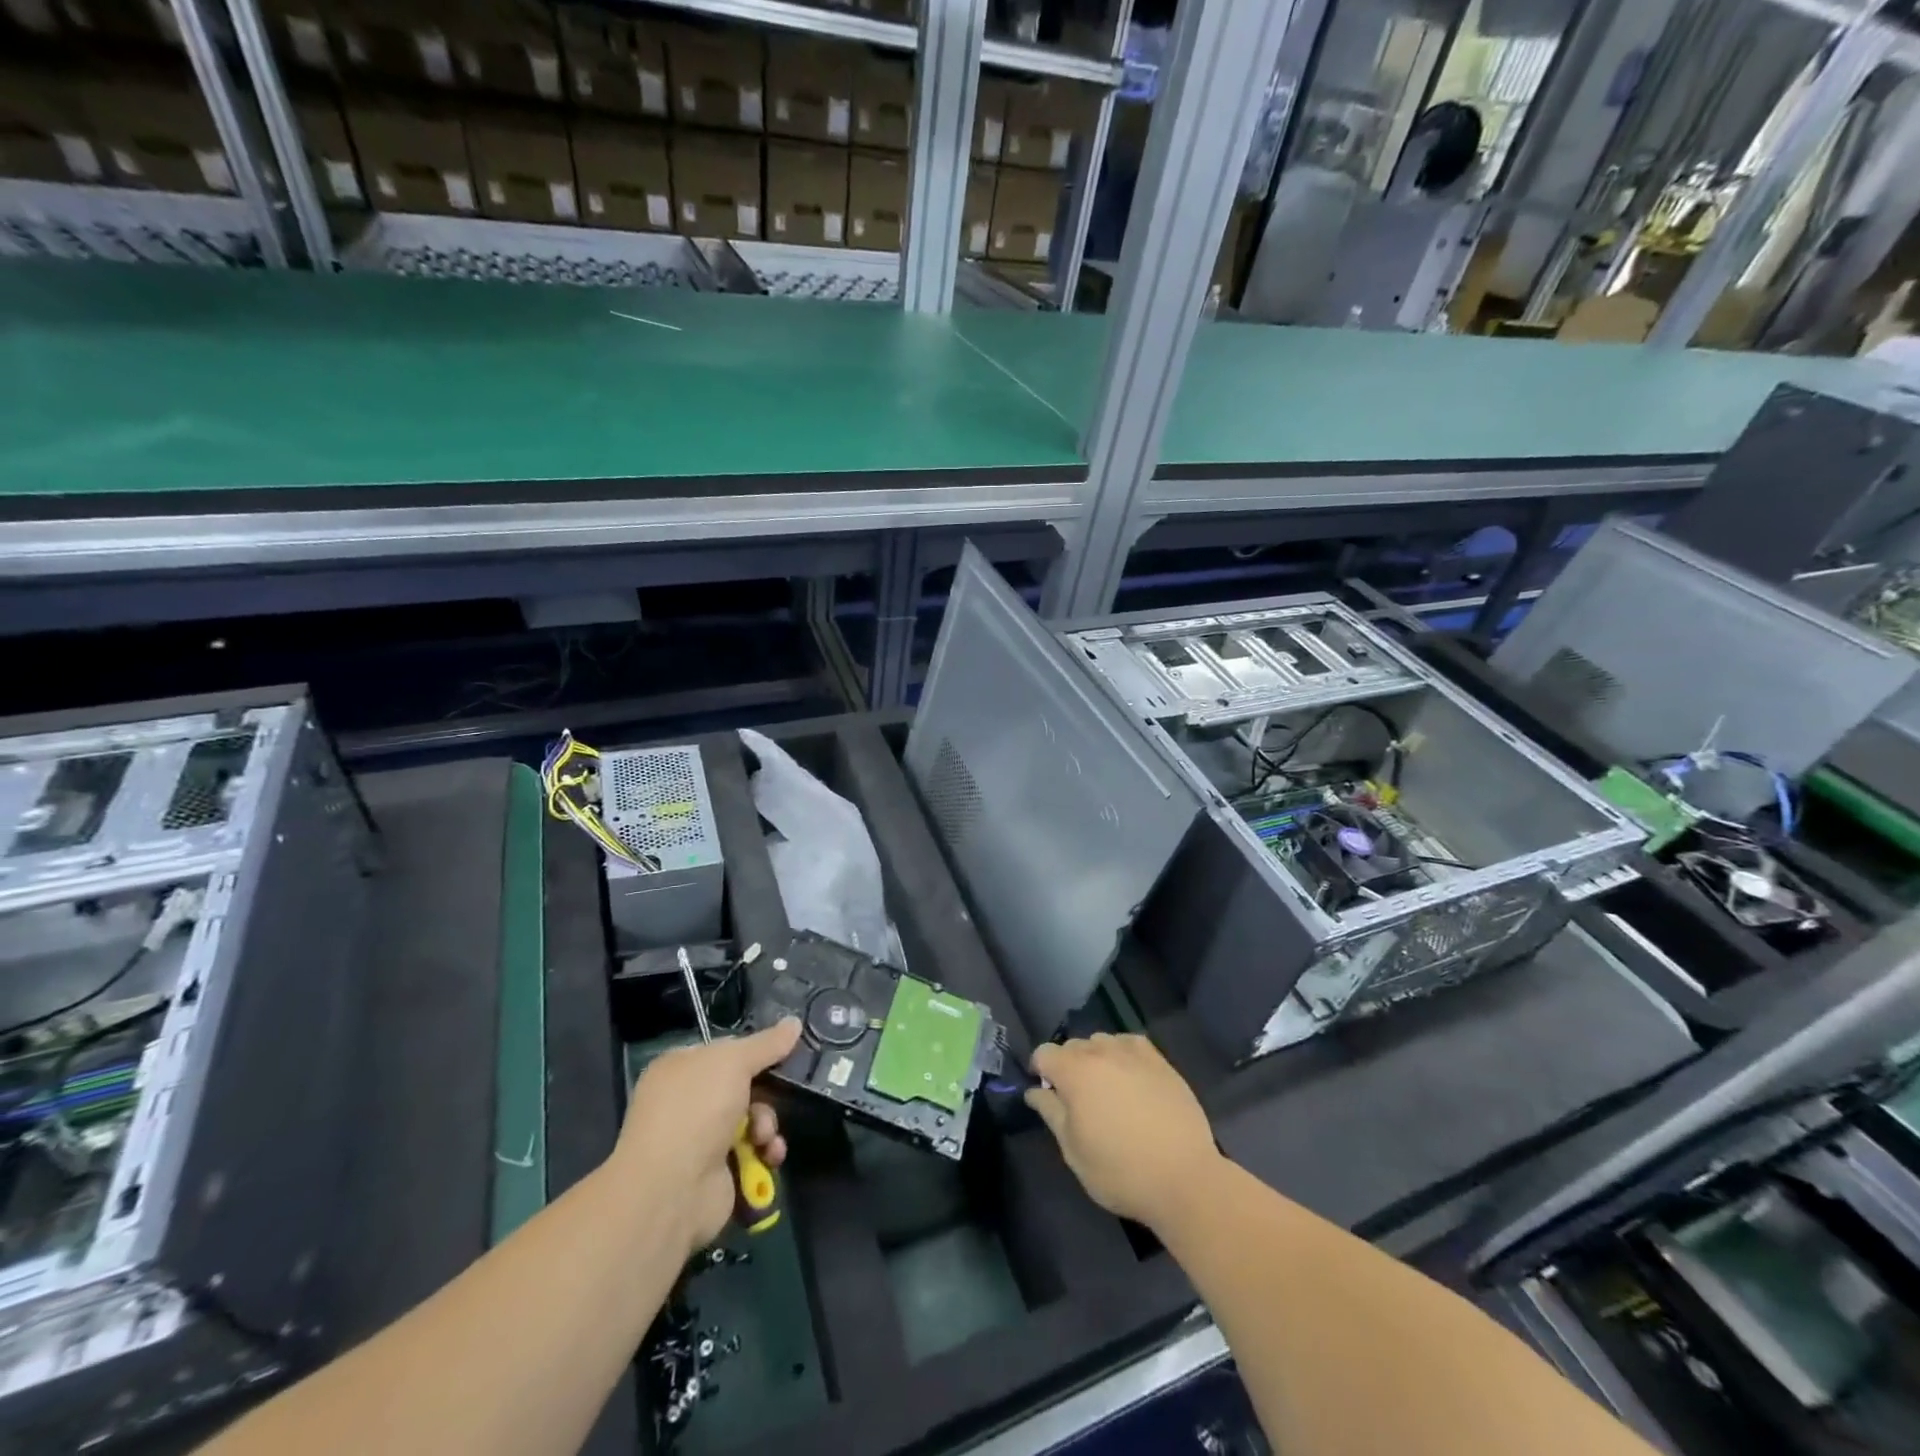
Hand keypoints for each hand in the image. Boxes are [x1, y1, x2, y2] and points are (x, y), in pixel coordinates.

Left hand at [612, 1018, 801, 1255]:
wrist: (673, 1189)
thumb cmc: (697, 1109)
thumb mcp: (734, 1061)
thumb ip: (767, 1043)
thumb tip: (795, 1022)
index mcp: (680, 1068)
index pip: (724, 1050)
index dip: (753, 1051)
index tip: (782, 1053)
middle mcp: (687, 1101)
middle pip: (743, 1086)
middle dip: (766, 1094)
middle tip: (775, 1099)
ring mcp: (700, 1139)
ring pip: (752, 1119)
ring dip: (767, 1125)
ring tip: (764, 1138)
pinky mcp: (716, 1172)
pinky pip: (752, 1152)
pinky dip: (765, 1153)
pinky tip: (769, 1156)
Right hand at [1027, 1033, 1222, 1230]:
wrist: (1184, 1178)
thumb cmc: (1120, 1171)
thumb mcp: (1073, 1151)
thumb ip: (1050, 1113)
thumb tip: (1035, 1091)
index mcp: (1074, 1072)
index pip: (1044, 1053)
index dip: (1040, 1071)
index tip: (1048, 1096)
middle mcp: (1101, 1052)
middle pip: (1072, 1045)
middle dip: (1068, 1066)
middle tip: (1078, 1101)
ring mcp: (1133, 1053)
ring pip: (1101, 1042)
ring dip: (1096, 1059)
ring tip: (1107, 1091)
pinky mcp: (1160, 1060)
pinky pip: (1130, 1044)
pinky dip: (1123, 1055)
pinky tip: (1130, 1079)